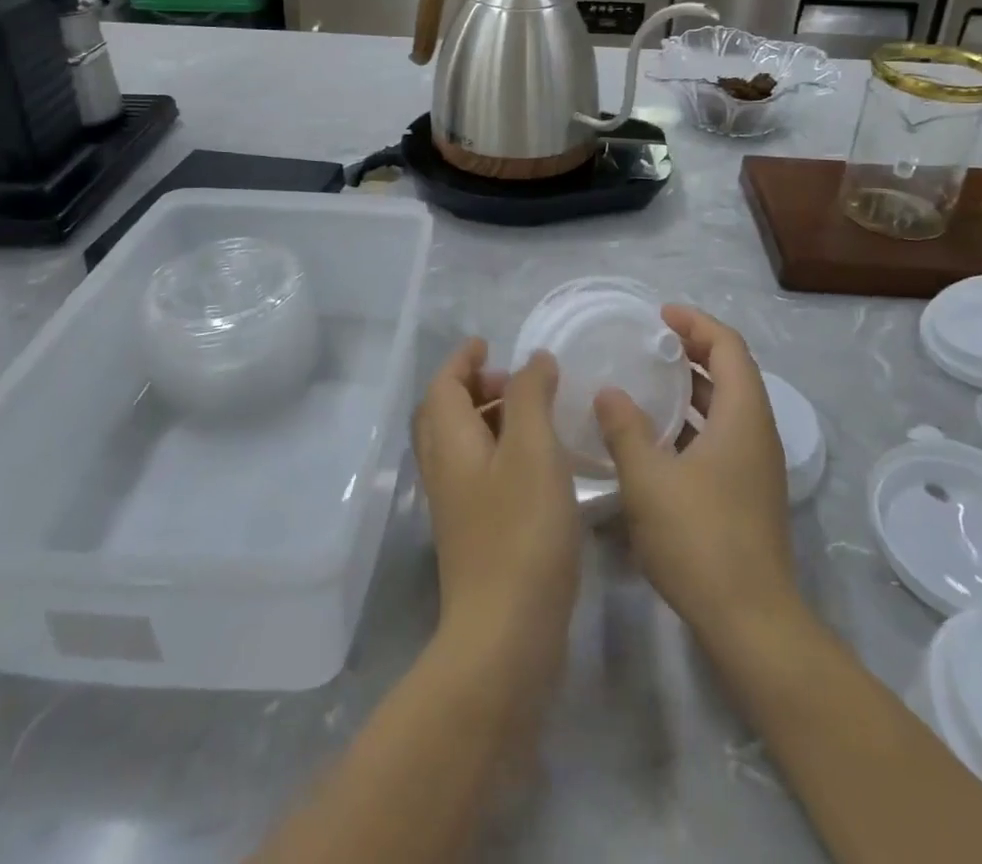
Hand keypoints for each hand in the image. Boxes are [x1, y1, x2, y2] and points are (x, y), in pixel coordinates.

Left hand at [413, 339, 581, 685]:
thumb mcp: (533, 450)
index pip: (443, 385)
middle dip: (473, 387)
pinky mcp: (475, 534)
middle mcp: (444, 470)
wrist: (505, 637)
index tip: (487, 343)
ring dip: (488, 419)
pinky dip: (500, 451)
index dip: (462, 359)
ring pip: (462, 444)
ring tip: (533, 417)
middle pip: (445, 413)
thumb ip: (530, 396)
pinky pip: (479, 472)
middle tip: (513, 381)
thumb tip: (533, 360)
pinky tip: (539, 465)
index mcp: (449, 442)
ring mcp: (457, 506)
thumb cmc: (521, 531)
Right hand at [593, 306, 800, 652]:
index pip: (728, 346)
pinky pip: (722, 436)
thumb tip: (609, 392)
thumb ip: (625, 428)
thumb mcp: (648, 478)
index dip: (696, 323)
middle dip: (693, 350)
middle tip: (650, 342)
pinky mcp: (748, 493)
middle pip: (732, 372)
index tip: (659, 315)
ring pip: (726, 407)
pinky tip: (656, 437)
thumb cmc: (699, 538)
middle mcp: (757, 433)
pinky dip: (693, 422)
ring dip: (692, 388)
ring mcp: (756, 466)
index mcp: (743, 416)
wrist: (750, 622)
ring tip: (648, 381)